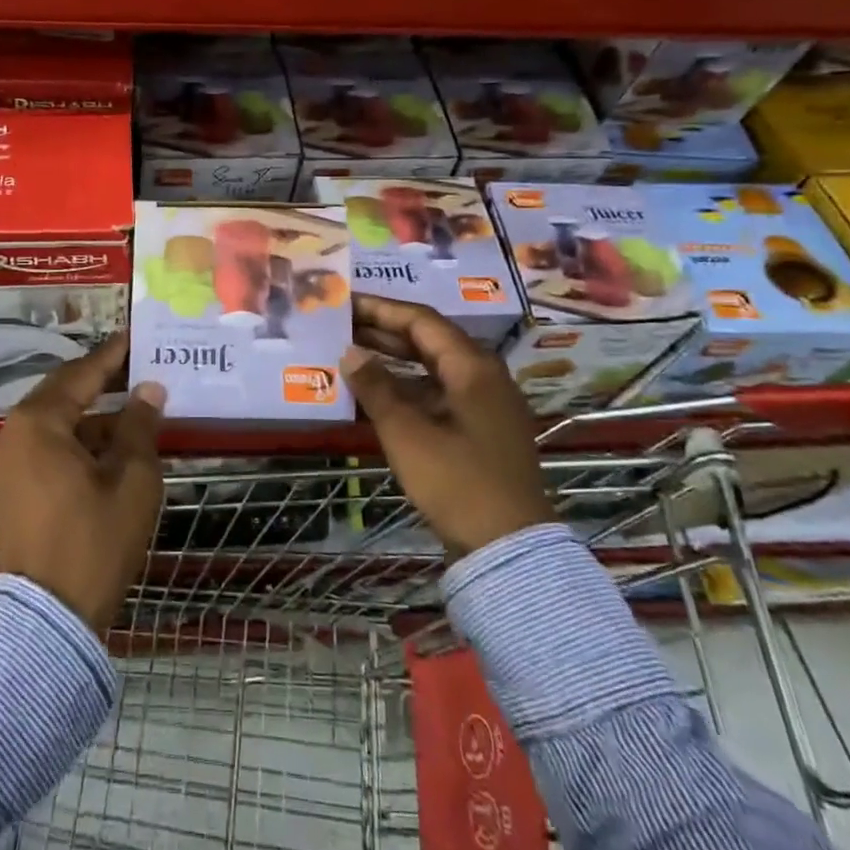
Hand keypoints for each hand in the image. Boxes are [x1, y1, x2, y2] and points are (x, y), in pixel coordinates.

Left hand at [0, 334, 166, 634]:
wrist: (48, 618)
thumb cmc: (95, 541)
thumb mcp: (131, 479)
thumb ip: (139, 426)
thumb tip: (149, 390)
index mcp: (37, 423)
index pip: (81, 374)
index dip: (113, 356)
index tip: (136, 338)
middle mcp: (11, 434)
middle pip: (62, 395)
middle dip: (102, 384)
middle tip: (139, 371)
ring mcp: (4, 464)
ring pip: (54, 425)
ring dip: (91, 419)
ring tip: (134, 415)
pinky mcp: (7, 490)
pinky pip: (44, 450)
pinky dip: (75, 444)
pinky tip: (109, 450)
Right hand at [342, 294, 554, 555]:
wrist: (508, 547)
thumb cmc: (457, 482)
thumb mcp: (407, 434)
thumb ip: (376, 388)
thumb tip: (350, 352)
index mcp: (473, 367)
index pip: (422, 321)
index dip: (380, 309)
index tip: (345, 302)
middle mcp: (483, 376)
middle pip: (429, 340)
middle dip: (384, 332)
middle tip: (341, 325)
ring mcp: (484, 404)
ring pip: (432, 368)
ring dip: (393, 361)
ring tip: (350, 354)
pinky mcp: (479, 429)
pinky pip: (437, 394)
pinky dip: (406, 389)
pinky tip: (375, 395)